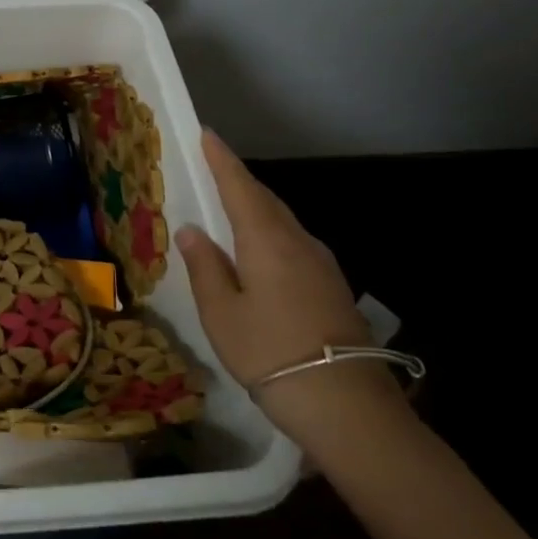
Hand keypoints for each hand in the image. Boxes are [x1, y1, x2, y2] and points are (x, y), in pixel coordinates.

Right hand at [175, 130, 412, 445]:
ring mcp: (322, 266)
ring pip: (282, 222)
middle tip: (213, 167)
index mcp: (267, 241)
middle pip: (265, 200)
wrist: (346, 406)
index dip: (221, 159)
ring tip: (230, 207)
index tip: (207, 133)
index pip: (240, 187)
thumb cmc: (269, 352)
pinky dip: (271, 234)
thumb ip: (205, 267)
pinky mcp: (333, 288)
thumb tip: (191, 231)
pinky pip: (294, 244)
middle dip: (238, 180)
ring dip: (256, 208)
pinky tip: (259, 251)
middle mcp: (298, 243)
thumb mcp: (221, 312)